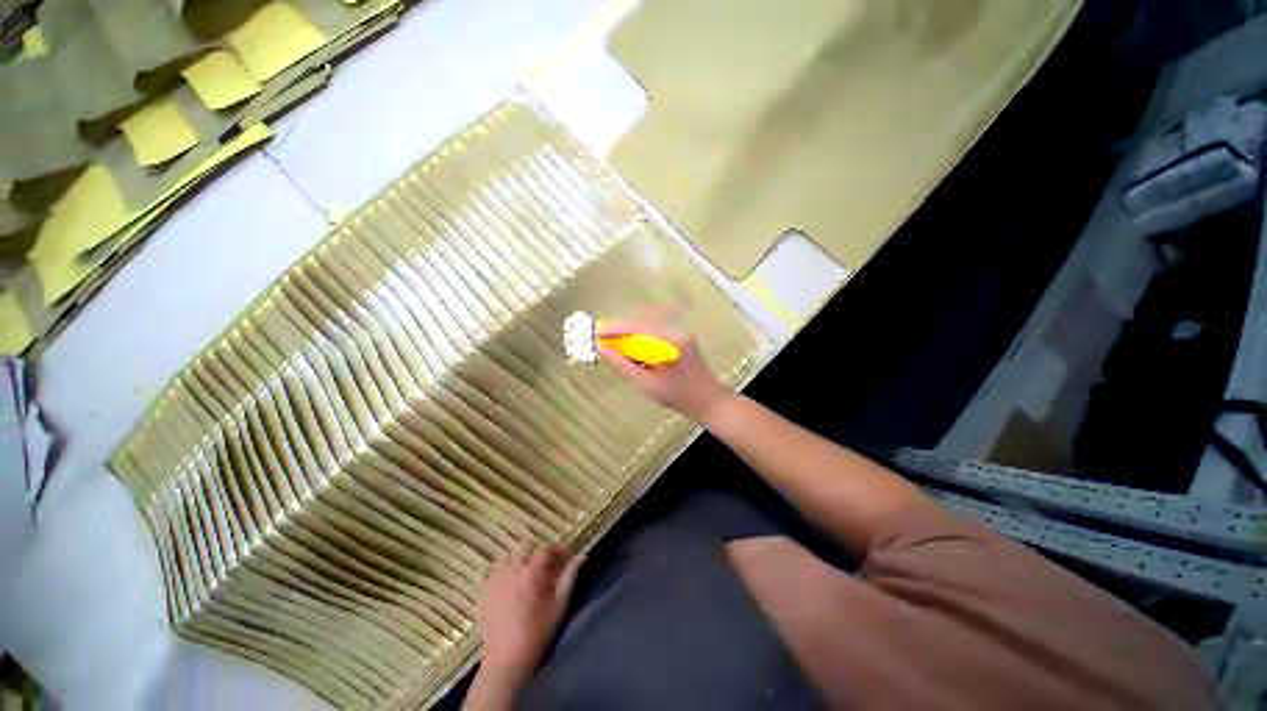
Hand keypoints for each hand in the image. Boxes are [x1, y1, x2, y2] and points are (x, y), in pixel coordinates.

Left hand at [477, 542, 583, 678]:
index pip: (546, 547)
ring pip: (506, 554)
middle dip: (536, 551)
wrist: (506, 659)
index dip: (557, 550)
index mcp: (532, 572)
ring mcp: (495, 579)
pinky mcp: (484, 590)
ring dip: (517, 558)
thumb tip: (581, 556)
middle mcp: (512, 569)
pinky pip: (491, 570)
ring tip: (524, 573)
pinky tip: (507, 583)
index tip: (564, 559)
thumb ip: (570, 577)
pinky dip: (501, 570)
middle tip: (544, 566)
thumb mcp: (559, 605)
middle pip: (524, 545)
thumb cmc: (537, 632)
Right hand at [597, 321, 732, 421]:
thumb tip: (602, 349)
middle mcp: (676, 332)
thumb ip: (624, 365)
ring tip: (616, 352)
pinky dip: (642, 343)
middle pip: (641, 327)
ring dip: (631, 339)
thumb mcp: (647, 384)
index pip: (636, 328)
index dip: (614, 330)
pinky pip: (655, 336)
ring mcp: (681, 333)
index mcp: (670, 341)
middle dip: (621, 334)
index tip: (596, 335)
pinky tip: (635, 355)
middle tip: (602, 344)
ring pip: (647, 331)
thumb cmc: (678, 396)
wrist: (709, 401)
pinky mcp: (681, 338)